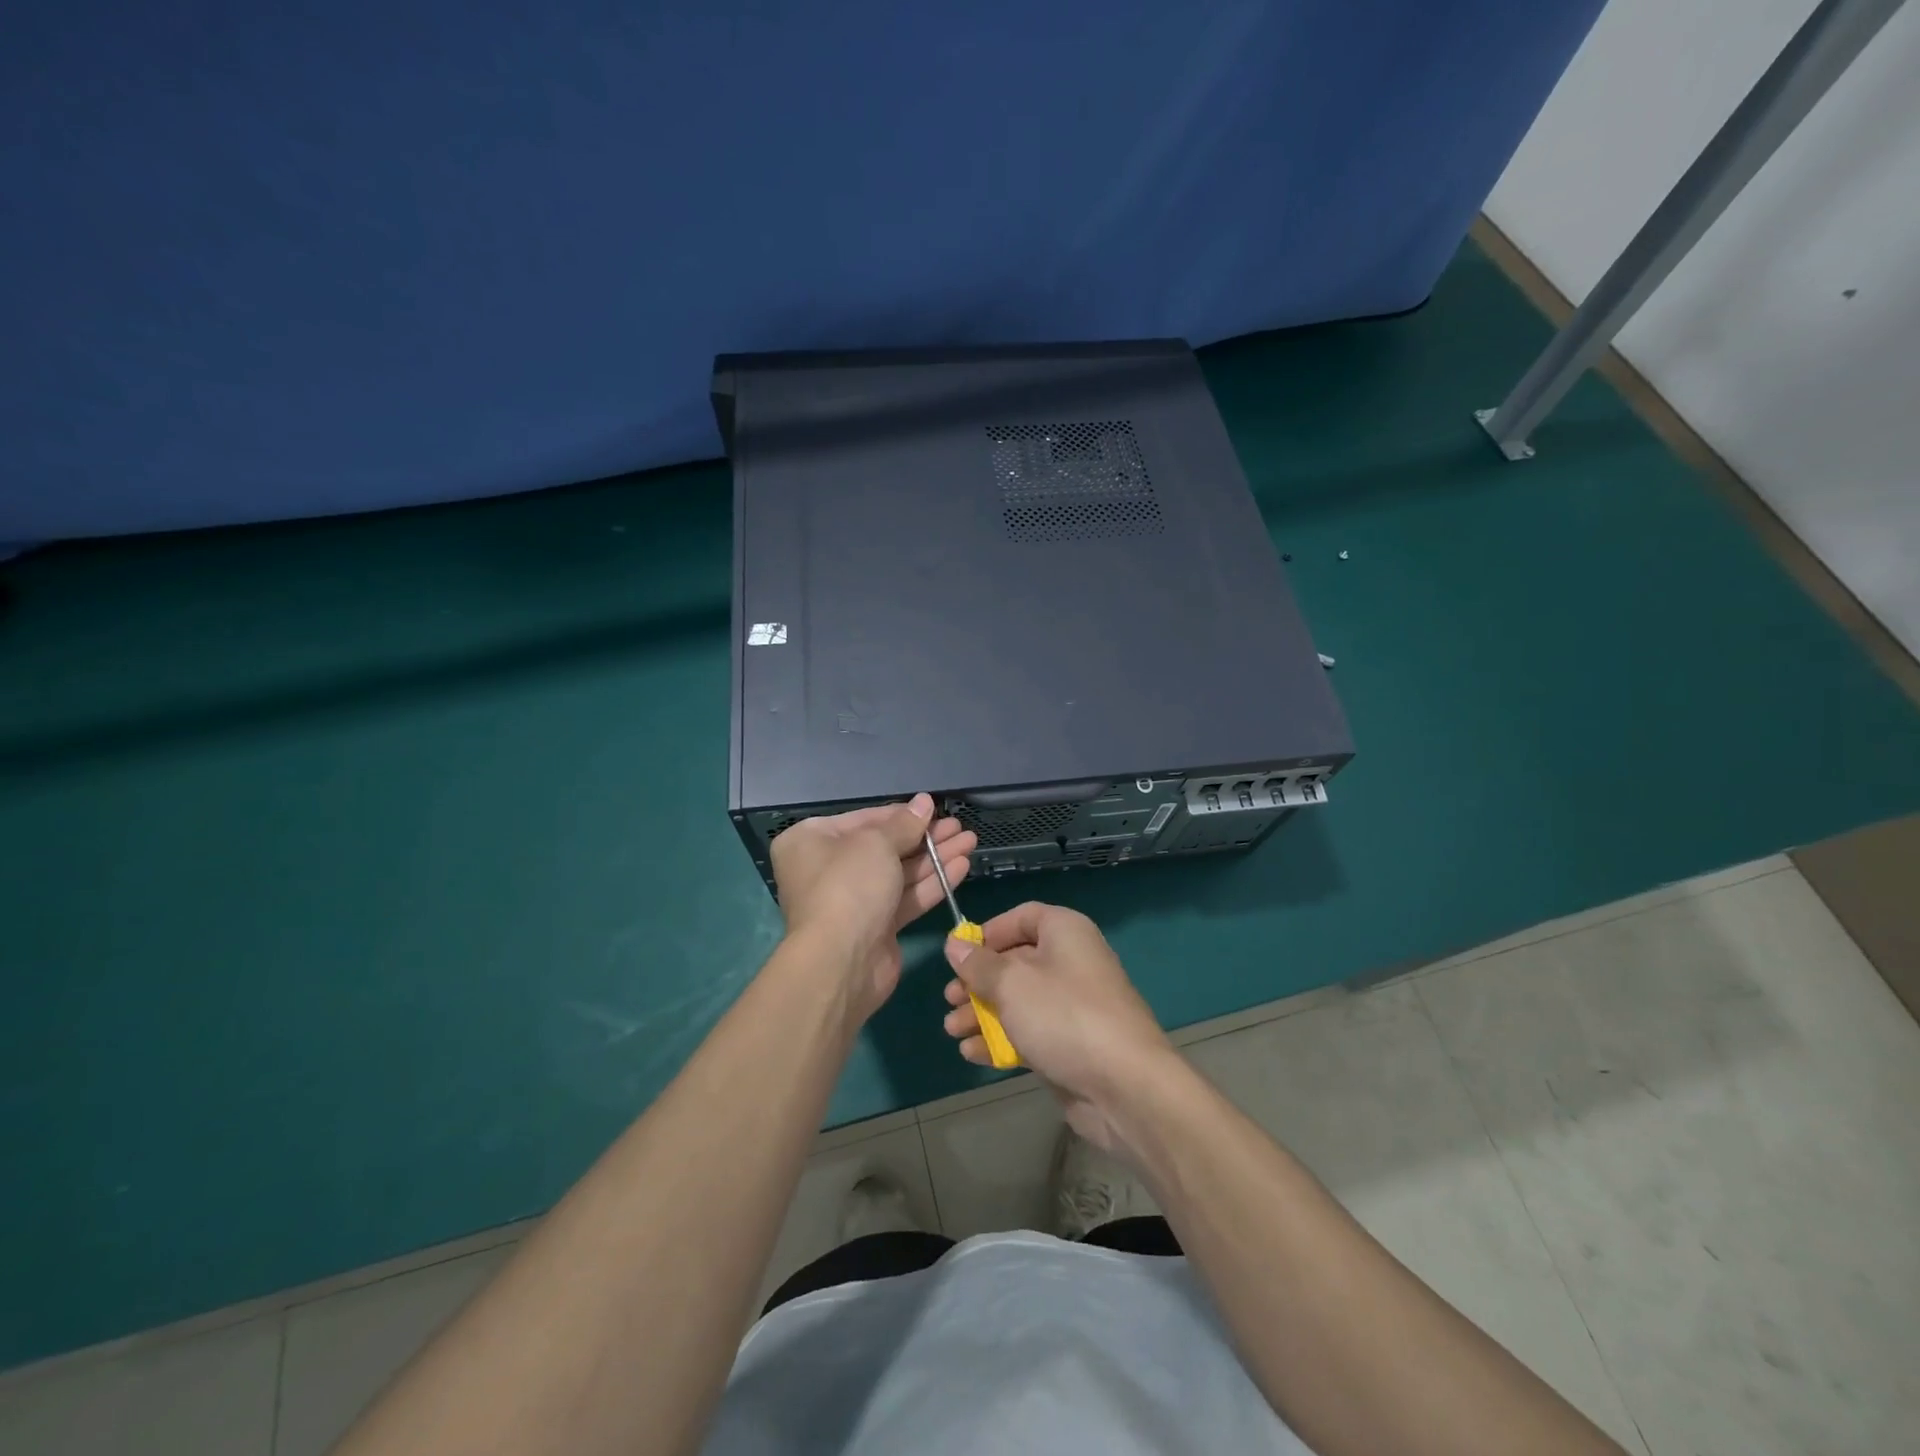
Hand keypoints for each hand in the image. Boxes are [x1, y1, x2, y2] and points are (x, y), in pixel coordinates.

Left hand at [771, 793, 976, 1025]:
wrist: (841, 962)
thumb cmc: (849, 886)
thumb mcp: (876, 843)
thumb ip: (904, 823)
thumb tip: (924, 802)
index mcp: (812, 840)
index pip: (864, 819)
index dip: (902, 814)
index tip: (935, 809)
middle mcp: (828, 868)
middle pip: (884, 846)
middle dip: (924, 837)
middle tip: (959, 826)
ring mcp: (852, 900)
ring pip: (899, 872)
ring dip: (935, 857)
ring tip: (970, 841)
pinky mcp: (875, 927)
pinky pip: (906, 898)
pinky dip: (932, 883)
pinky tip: (961, 867)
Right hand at [942, 902, 1177, 1151]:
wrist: (1125, 1086)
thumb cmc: (1064, 1016)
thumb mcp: (1012, 984)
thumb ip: (979, 965)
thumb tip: (955, 945)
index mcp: (1065, 932)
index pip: (1022, 917)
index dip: (989, 933)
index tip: (959, 954)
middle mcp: (1070, 961)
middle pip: (1015, 961)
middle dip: (978, 981)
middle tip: (950, 999)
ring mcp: (1071, 1005)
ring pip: (1018, 1000)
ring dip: (982, 1013)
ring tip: (952, 1029)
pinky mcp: (1070, 1043)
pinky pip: (1029, 1031)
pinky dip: (1001, 1039)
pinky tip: (972, 1053)